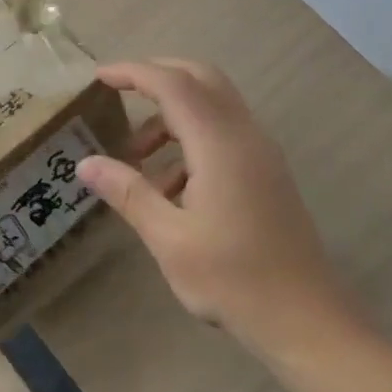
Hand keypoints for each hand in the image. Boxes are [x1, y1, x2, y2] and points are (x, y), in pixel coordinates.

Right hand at [78, 58, 355, 352]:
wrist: (305, 319)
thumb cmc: (233, 279)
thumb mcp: (168, 238)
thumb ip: (127, 192)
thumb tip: (85, 163)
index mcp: (219, 143)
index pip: (172, 84)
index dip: (133, 73)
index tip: (98, 77)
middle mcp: (244, 134)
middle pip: (200, 78)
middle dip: (157, 76)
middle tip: (118, 93)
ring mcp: (261, 151)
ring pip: (213, 104)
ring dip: (172, 114)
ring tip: (135, 159)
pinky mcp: (266, 170)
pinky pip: (224, 132)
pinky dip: (191, 138)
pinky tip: (169, 187)